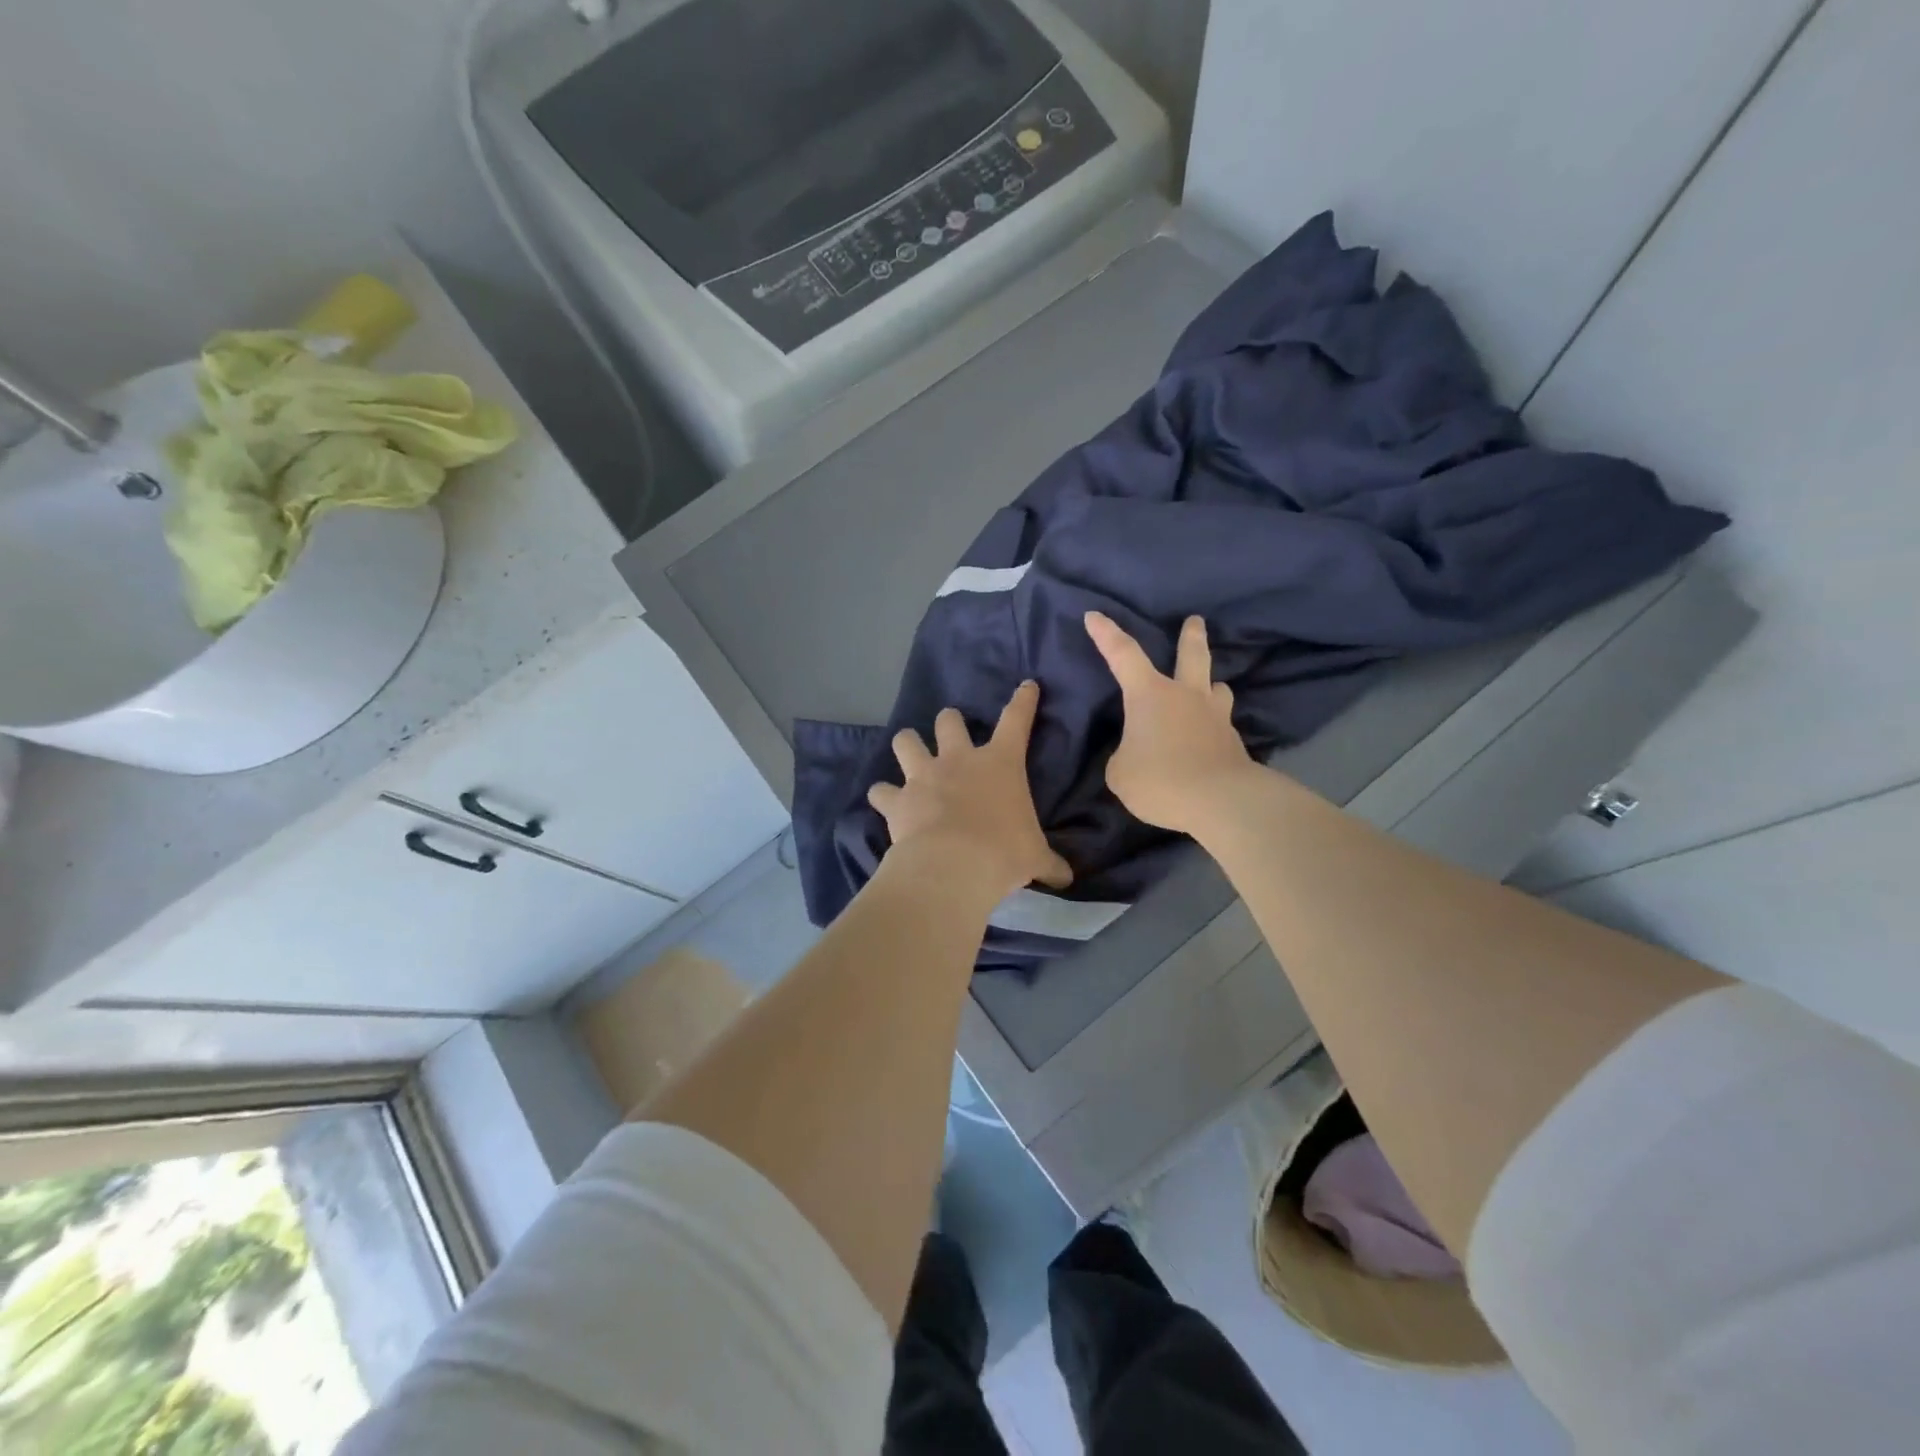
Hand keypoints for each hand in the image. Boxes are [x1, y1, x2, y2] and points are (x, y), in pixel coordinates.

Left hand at [867, 680, 1072, 900]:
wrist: (953, 865)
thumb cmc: (1003, 853)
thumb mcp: (1035, 858)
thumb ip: (1049, 864)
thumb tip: (1067, 879)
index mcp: (999, 763)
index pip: (1017, 720)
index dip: (1023, 700)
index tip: (1027, 685)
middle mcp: (958, 760)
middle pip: (949, 720)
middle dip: (949, 722)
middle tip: (951, 735)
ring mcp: (923, 776)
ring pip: (906, 741)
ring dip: (908, 745)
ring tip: (910, 754)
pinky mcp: (897, 799)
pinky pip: (881, 791)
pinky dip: (883, 795)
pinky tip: (886, 802)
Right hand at [1085, 612, 1257, 832]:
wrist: (1221, 802)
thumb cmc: (1160, 779)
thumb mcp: (1120, 773)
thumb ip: (1124, 756)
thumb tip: (1137, 754)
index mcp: (1150, 695)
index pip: (1123, 655)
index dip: (1106, 634)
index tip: (1094, 615)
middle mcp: (1186, 696)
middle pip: (1192, 656)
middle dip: (1191, 636)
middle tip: (1196, 620)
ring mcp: (1215, 717)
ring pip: (1217, 688)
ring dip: (1211, 685)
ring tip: (1211, 688)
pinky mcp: (1234, 743)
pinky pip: (1221, 725)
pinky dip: (1214, 727)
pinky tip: (1211, 740)